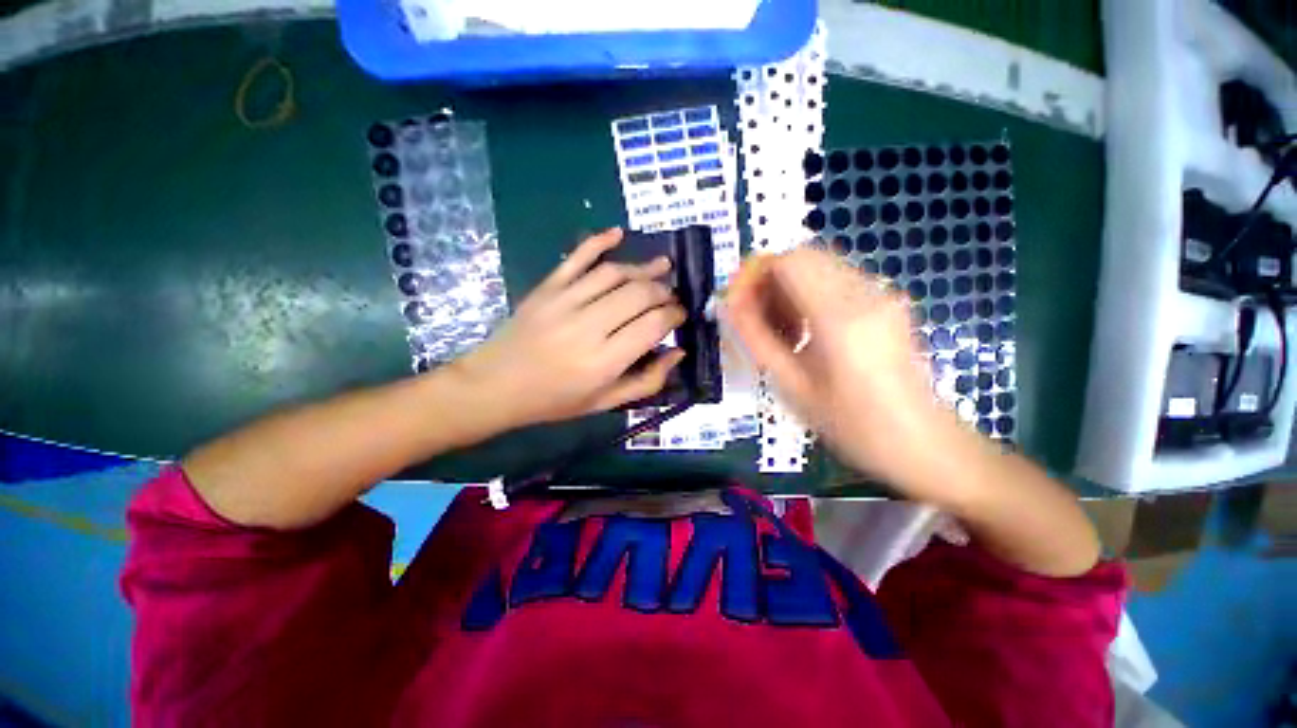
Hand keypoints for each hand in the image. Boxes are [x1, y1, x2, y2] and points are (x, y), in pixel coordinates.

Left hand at [453, 229, 685, 428]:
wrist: (496, 385)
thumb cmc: (554, 400)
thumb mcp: (605, 404)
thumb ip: (647, 382)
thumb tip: (677, 352)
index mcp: (604, 361)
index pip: (653, 324)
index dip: (674, 315)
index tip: (680, 315)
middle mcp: (588, 326)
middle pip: (639, 294)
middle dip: (664, 291)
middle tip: (671, 296)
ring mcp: (564, 301)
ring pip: (614, 273)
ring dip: (643, 268)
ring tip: (662, 266)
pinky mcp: (547, 287)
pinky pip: (577, 257)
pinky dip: (599, 240)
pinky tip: (618, 233)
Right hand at [723, 246, 960, 493]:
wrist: (922, 444)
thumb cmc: (852, 426)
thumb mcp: (793, 386)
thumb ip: (757, 339)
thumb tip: (731, 305)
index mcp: (841, 318)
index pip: (789, 262)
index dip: (753, 274)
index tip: (736, 302)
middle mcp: (866, 293)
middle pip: (803, 256)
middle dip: (768, 280)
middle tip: (753, 317)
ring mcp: (882, 294)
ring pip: (818, 266)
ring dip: (787, 288)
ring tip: (778, 330)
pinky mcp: (888, 301)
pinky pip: (835, 280)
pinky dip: (807, 295)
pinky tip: (804, 331)